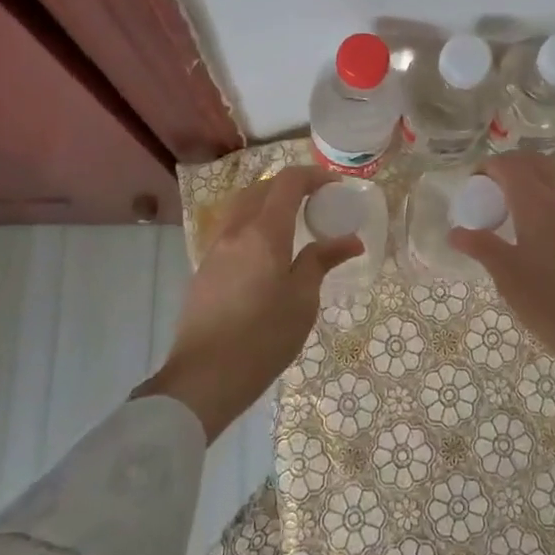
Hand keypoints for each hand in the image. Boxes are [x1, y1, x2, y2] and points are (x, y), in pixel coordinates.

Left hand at [134, 166, 361, 440]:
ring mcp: (215, 249)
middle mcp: (235, 231)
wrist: (204, 378)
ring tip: (292, 222)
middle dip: (290, 186)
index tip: (335, 186)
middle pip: (261, 188)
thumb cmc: (262, 338)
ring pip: (241, 206)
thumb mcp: (302, 300)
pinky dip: (252, 223)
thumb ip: (322, 261)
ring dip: (267, 202)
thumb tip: (351, 240)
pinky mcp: (204, 269)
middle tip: (316, 202)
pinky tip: (266, 251)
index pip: (288, 183)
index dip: (314, 176)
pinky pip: (231, 229)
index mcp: (263, 232)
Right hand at [449, 152, 554, 448]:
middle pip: (534, 163)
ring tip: (509, 214)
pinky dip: (545, 200)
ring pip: (552, 180)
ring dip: (529, 182)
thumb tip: (456, 231)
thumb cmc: (554, 303)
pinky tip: (535, 234)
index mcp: (538, 202)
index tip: (472, 188)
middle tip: (489, 193)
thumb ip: (481, 247)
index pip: (509, 165)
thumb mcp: (508, 278)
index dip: (487, 168)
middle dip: (509, 168)